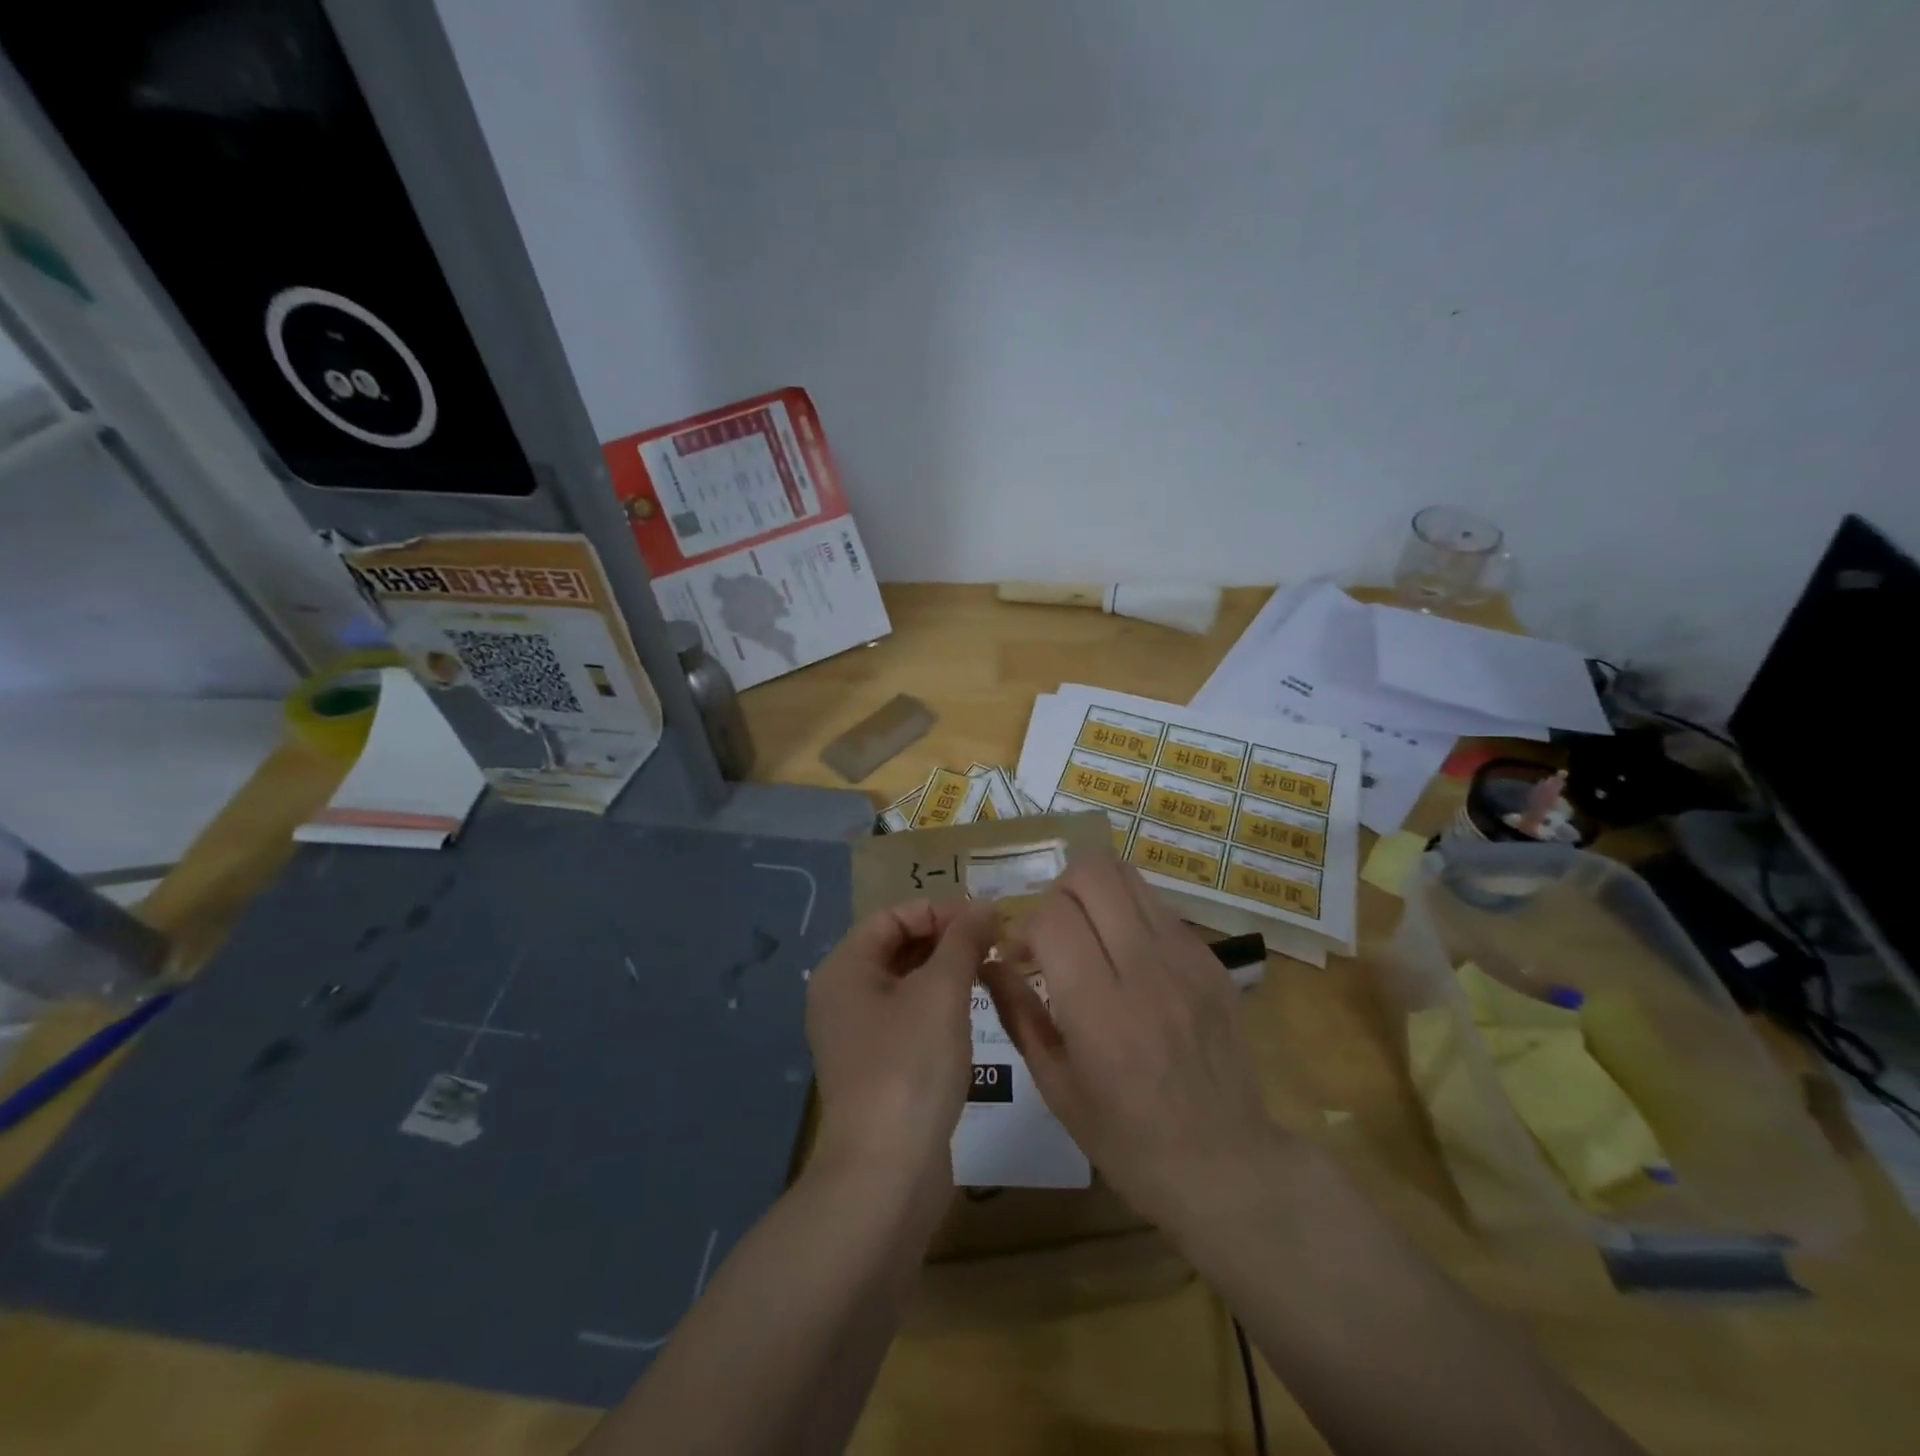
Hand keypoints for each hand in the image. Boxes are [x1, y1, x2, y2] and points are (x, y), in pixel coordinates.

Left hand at [807, 898, 999, 1184]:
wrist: (886, 1175)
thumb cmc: (910, 1066)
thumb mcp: (942, 992)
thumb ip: (963, 941)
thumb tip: (985, 904)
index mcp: (844, 968)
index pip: (893, 916)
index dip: (940, 911)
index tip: (986, 921)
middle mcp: (842, 995)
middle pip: (897, 947)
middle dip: (945, 940)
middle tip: (994, 946)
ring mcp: (856, 1035)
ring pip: (905, 984)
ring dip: (945, 973)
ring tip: (989, 974)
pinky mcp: (876, 1067)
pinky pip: (907, 1018)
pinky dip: (938, 1007)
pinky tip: (970, 1016)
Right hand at [982, 858, 1283, 1237]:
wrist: (1227, 1166)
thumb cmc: (1128, 1141)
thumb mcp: (1056, 1088)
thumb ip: (1018, 1013)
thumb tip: (988, 962)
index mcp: (1101, 1011)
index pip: (1052, 917)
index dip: (1023, 926)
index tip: (1020, 957)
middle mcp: (1146, 970)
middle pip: (1092, 873)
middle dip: (1057, 891)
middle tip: (1052, 933)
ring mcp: (1187, 958)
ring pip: (1128, 875)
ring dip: (1093, 893)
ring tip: (1087, 933)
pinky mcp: (1211, 959)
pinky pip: (1158, 906)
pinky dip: (1128, 914)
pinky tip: (1126, 956)